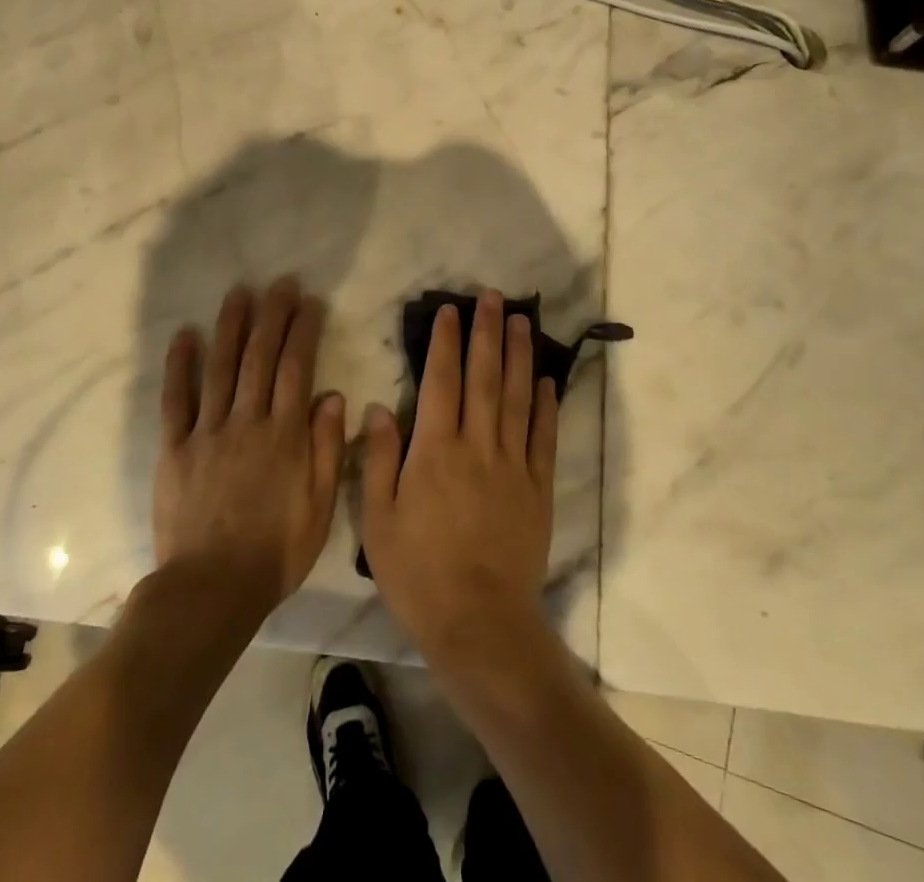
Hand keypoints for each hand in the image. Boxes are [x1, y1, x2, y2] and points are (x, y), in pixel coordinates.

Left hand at [154, 277, 346, 623]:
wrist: (211, 590)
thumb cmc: (275, 552)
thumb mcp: (319, 507)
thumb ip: (326, 448)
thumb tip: (332, 395)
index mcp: (285, 436)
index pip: (296, 369)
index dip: (303, 331)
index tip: (309, 302)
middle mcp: (247, 422)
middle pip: (260, 358)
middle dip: (272, 316)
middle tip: (279, 283)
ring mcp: (208, 432)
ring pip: (221, 368)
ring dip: (230, 327)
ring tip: (239, 293)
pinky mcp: (174, 448)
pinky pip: (176, 400)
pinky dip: (179, 366)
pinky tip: (185, 335)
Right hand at [361, 289, 559, 669]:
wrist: (479, 625)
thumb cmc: (418, 573)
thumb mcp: (378, 520)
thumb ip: (379, 459)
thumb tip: (379, 407)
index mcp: (435, 451)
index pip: (442, 381)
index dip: (447, 342)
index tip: (452, 311)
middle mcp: (477, 447)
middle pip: (484, 378)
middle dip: (488, 333)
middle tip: (494, 297)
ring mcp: (513, 466)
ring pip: (517, 398)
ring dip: (519, 356)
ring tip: (523, 322)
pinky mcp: (537, 489)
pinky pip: (543, 437)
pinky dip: (545, 405)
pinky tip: (546, 380)